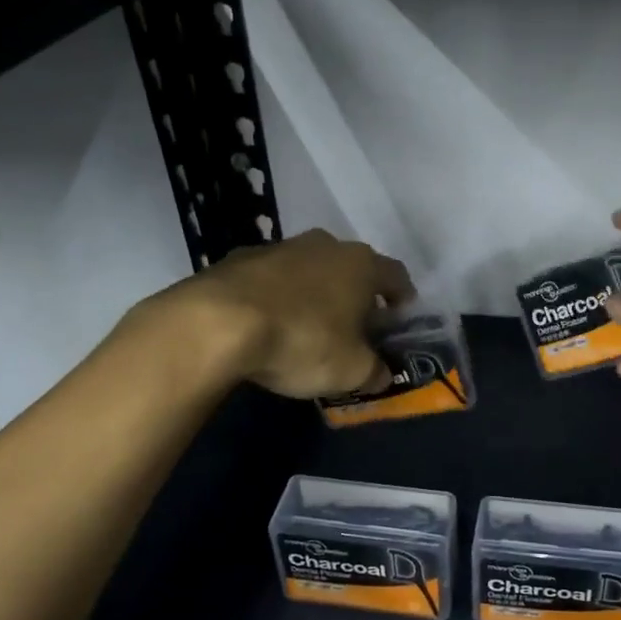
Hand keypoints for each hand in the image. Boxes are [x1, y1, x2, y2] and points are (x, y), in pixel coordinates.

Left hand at [174, 229, 414, 398]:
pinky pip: (272, 279)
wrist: (217, 322)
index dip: (403, 301)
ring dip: (315, 294)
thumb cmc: (302, 341)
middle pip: (353, 269)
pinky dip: (278, 297)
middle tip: (354, 330)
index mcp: (361, 264)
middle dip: (357, 297)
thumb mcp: (351, 371)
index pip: (397, 276)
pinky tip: (268, 325)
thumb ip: (375, 372)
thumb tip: (382, 374)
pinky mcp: (239, 257)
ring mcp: (280, 247)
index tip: (399, 322)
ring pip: (311, 270)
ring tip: (308, 328)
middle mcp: (326, 245)